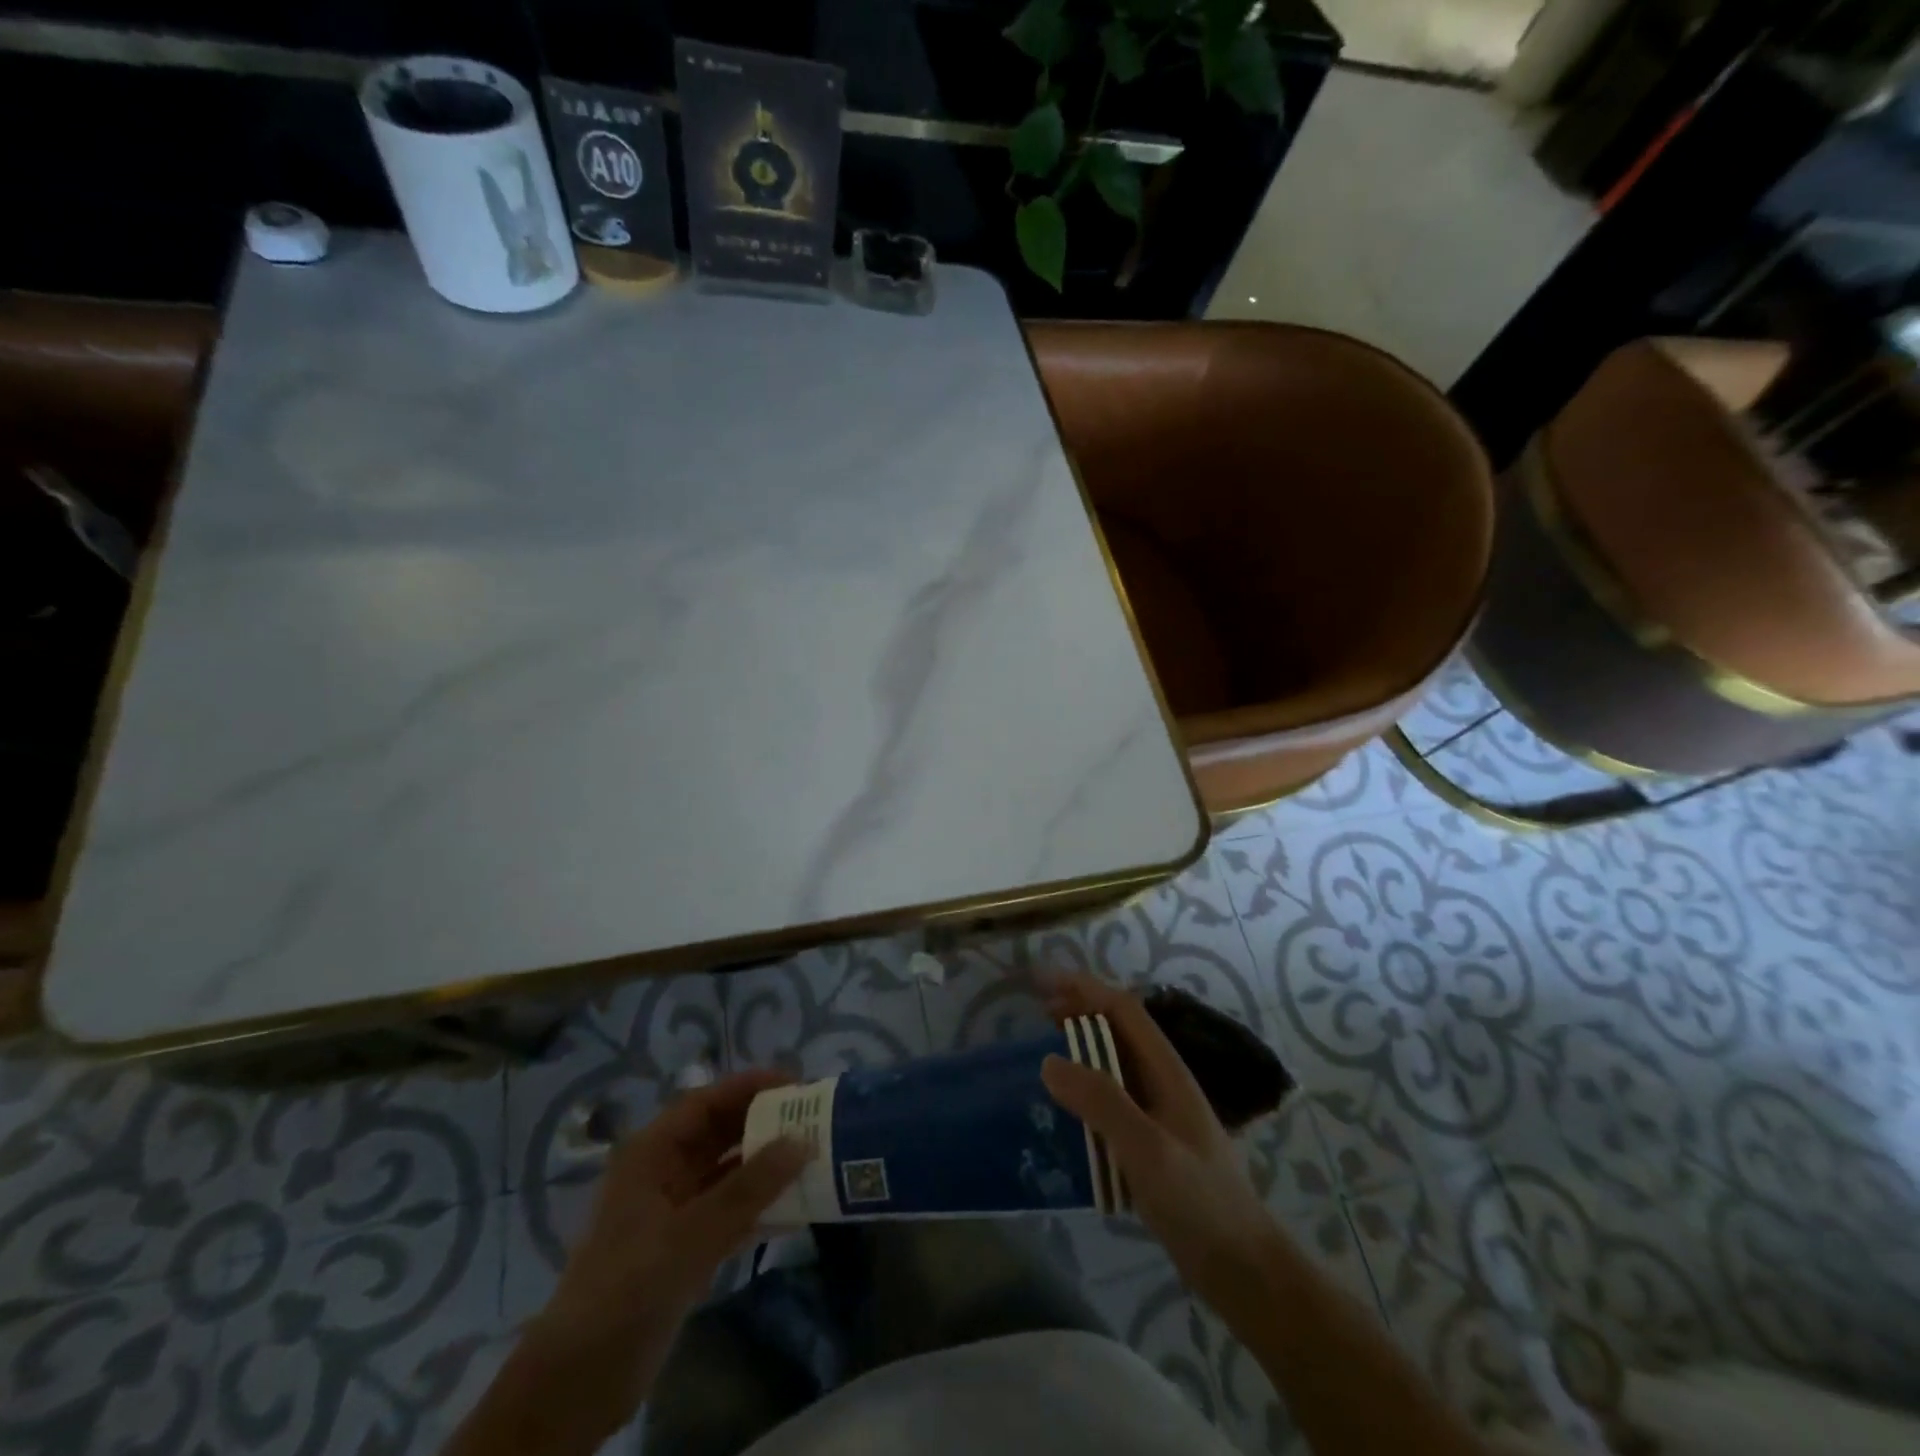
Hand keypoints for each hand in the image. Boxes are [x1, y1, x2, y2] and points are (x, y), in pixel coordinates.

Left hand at [521, 1070, 809, 1439]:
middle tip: (813, 1119)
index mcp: (651, 1153)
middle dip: (764, 1124)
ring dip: (766, 1167)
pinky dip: (758, 1207)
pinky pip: (729, 1212)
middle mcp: (662, 1173)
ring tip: (813, 1157)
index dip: (749, 1087)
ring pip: (727, 1173)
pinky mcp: (683, 1249)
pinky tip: (795, 1209)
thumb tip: (803, 1141)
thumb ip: (750, 1187)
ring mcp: (673, 1212)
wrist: (578, 1383)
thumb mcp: (692, 1233)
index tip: (797, 1084)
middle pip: (719, 1134)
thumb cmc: (628, 1288)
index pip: (706, 1103)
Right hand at [1040, 975, 1282, 1318]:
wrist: (1243, 1269)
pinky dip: (1085, 1090)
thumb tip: (1049, 1060)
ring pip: (1114, 1064)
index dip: (1083, 988)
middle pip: (1118, 1029)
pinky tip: (1065, 1110)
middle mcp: (1162, 1082)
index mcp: (1166, 1070)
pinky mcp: (1151, 1144)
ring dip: (1081, 1049)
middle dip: (1080, 1011)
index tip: (1042, 983)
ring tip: (1045, 1053)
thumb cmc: (1199, 1201)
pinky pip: (1111, 1101)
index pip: (1122, 1009)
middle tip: (1037, 1014)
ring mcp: (1159, 1114)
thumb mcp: (1147, 1148)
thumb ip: (1101, 1102)